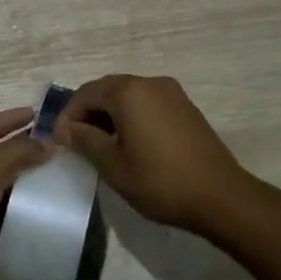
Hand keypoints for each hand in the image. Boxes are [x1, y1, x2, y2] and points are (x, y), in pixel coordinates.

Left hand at [0, 108, 48, 279]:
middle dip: (28, 149)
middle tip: (62, 149)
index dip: (13, 117)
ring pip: (8, 187)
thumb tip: (49, 142)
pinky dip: (29, 215)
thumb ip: (18, 151)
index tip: (41, 114)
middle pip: (1, 155)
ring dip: (31, 183)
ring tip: (64, 181)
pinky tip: (52, 216)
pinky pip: (9, 218)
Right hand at [57, 75, 255, 234]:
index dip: (68, 115)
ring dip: (110, 114)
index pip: (86, 93)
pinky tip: (130, 143)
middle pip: (107, 89)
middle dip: (88, 112)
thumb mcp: (114, 166)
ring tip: (102, 145)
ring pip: (128, 96)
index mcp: (128, 92)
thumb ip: (85, 141)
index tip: (59, 141)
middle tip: (77, 142)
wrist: (221, 197)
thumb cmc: (160, 181)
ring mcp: (171, 93)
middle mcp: (150, 82)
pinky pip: (148, 103)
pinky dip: (132, 116)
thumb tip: (65, 129)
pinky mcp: (185, 107)